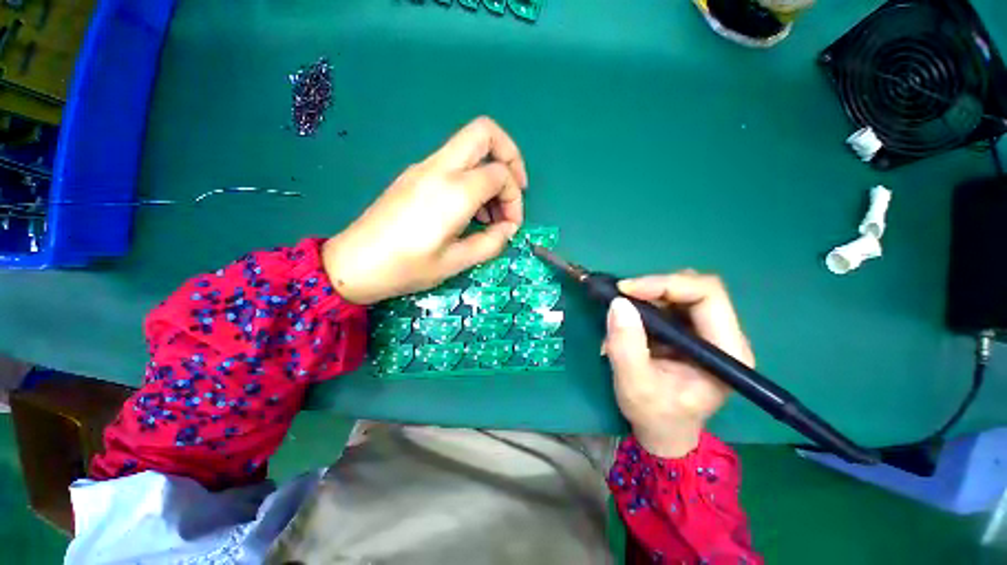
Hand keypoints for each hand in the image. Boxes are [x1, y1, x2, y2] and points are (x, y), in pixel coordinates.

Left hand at [322, 117, 528, 304]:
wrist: (353, 264)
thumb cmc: (406, 267)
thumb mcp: (456, 262)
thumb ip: (490, 243)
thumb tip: (508, 229)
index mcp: (454, 191)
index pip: (501, 174)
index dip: (514, 199)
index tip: (510, 226)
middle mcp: (439, 168)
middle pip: (485, 132)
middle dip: (510, 156)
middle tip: (515, 189)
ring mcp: (423, 167)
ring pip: (469, 147)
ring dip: (489, 171)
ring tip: (489, 214)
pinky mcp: (414, 175)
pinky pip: (453, 162)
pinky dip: (471, 178)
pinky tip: (468, 211)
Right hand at [604, 273, 753, 457]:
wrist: (663, 431)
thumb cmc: (655, 415)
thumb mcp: (635, 386)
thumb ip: (626, 346)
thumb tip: (618, 303)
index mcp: (727, 351)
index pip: (707, 295)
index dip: (666, 284)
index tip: (627, 290)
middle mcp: (724, 336)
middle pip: (696, 288)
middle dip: (655, 287)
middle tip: (622, 296)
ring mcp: (708, 333)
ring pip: (681, 293)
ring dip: (648, 295)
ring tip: (623, 312)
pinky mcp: (691, 333)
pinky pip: (670, 304)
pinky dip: (646, 304)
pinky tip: (630, 320)